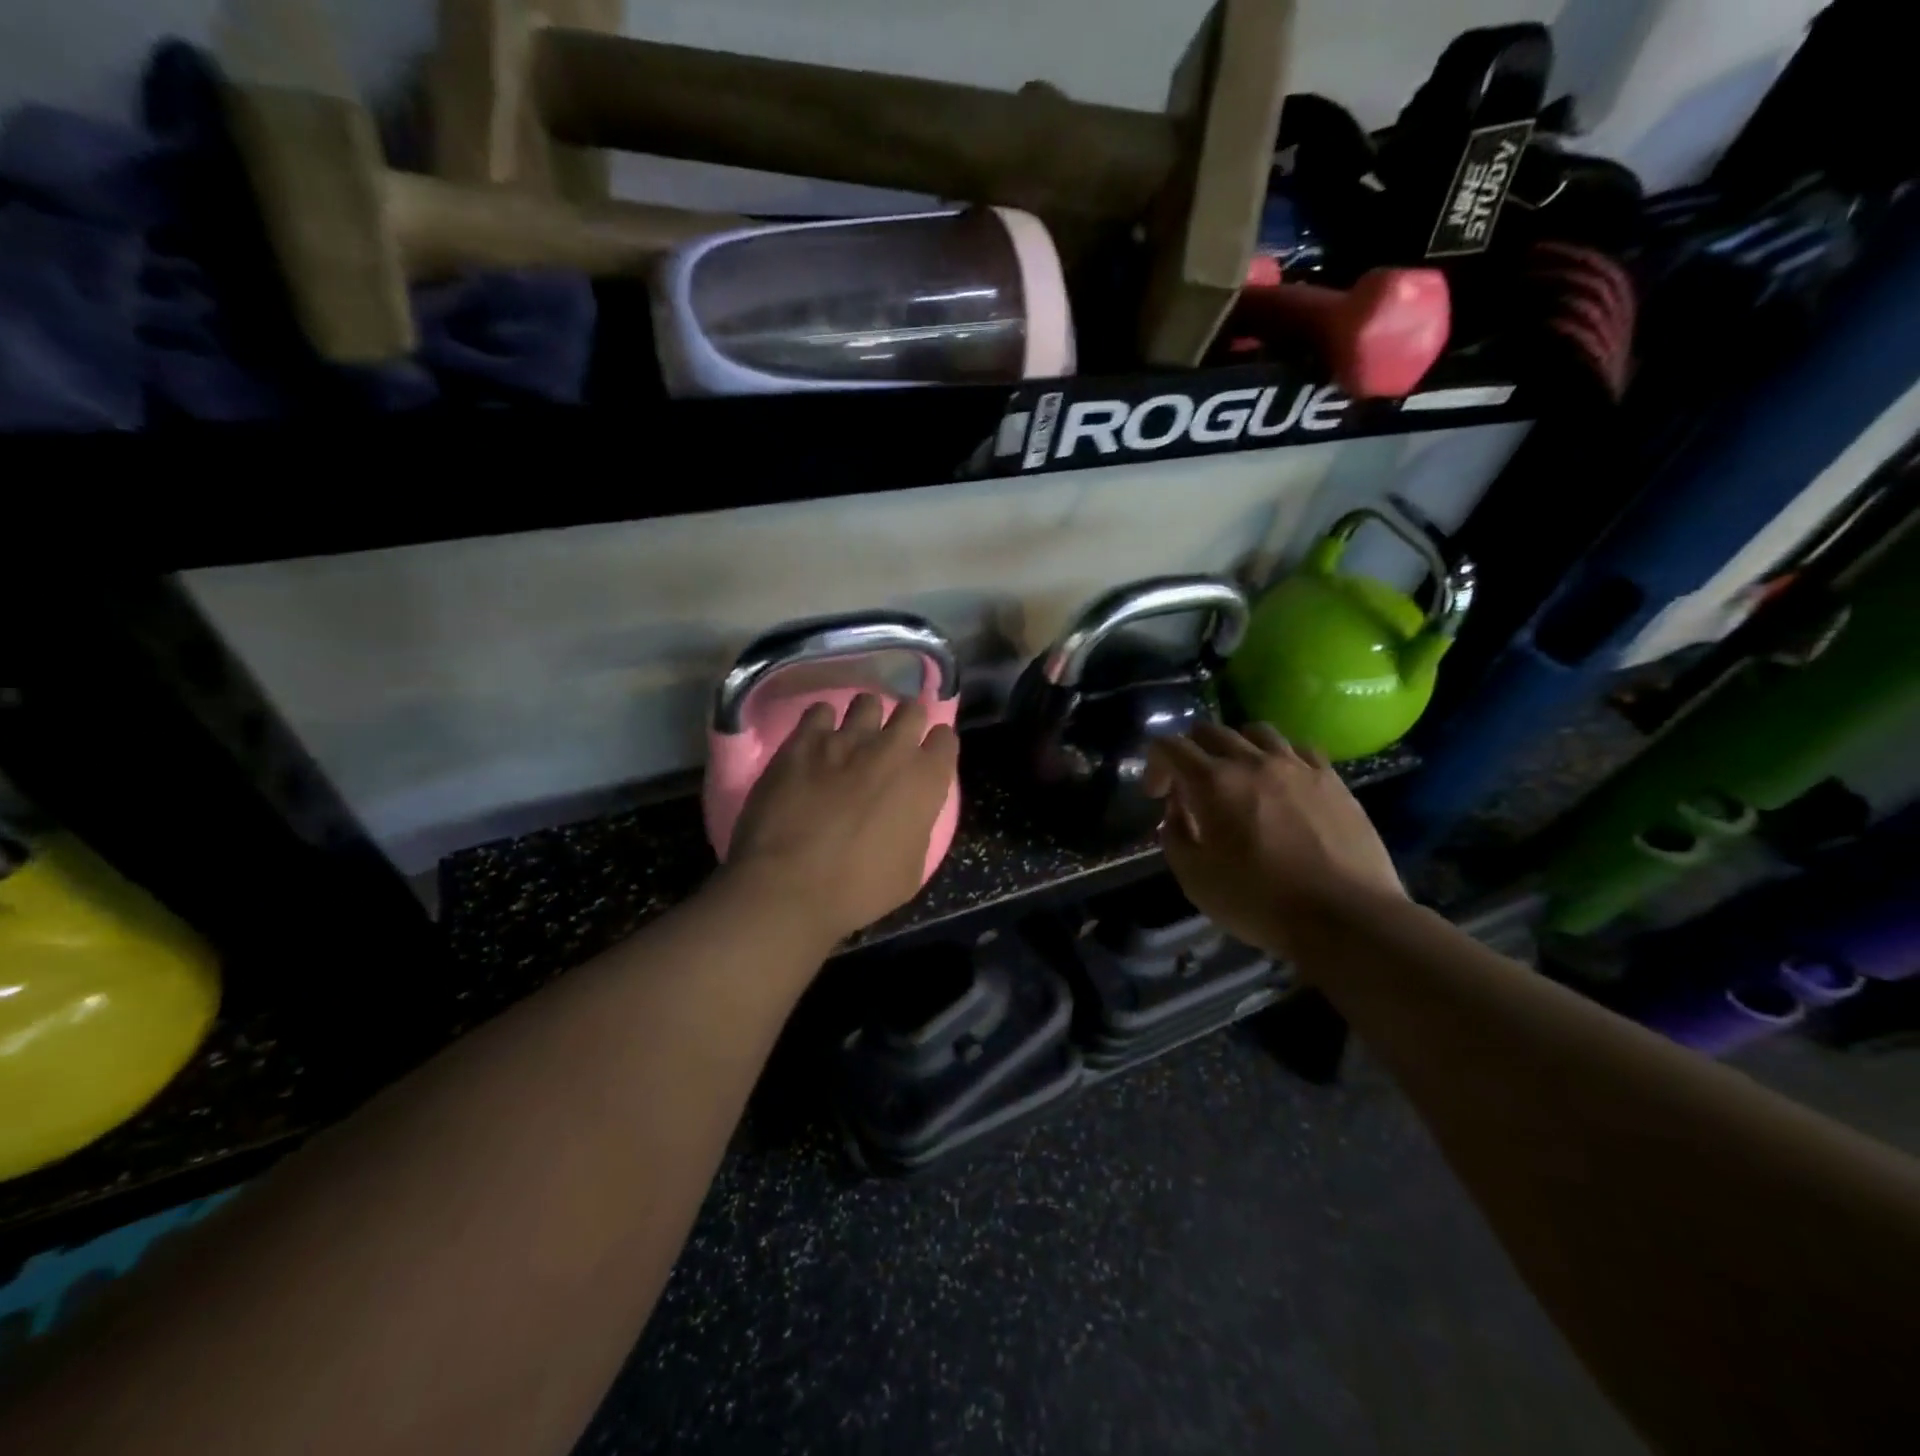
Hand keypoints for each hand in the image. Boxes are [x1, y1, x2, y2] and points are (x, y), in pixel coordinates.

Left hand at [725, 693, 960, 943]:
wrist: (788, 886)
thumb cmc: (858, 889)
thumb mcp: (910, 871)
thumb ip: (917, 828)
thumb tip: (910, 814)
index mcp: (925, 780)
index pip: (946, 739)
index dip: (937, 747)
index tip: (927, 759)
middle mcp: (892, 748)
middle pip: (912, 709)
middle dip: (907, 723)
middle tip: (892, 746)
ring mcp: (846, 739)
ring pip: (867, 701)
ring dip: (866, 718)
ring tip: (853, 739)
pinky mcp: (803, 740)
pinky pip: (820, 711)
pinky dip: (822, 723)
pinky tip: (816, 742)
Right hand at [1145, 722, 1403, 958]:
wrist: (1345, 917)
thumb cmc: (1260, 902)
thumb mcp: (1195, 879)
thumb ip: (1174, 836)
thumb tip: (1175, 813)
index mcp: (1212, 782)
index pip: (1169, 746)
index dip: (1154, 764)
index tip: (1157, 796)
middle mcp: (1252, 761)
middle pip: (1210, 730)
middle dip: (1190, 751)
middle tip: (1190, 785)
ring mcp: (1297, 766)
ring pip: (1256, 731)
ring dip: (1236, 746)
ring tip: (1238, 776)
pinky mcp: (1332, 779)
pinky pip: (1298, 748)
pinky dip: (1279, 757)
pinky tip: (1282, 782)